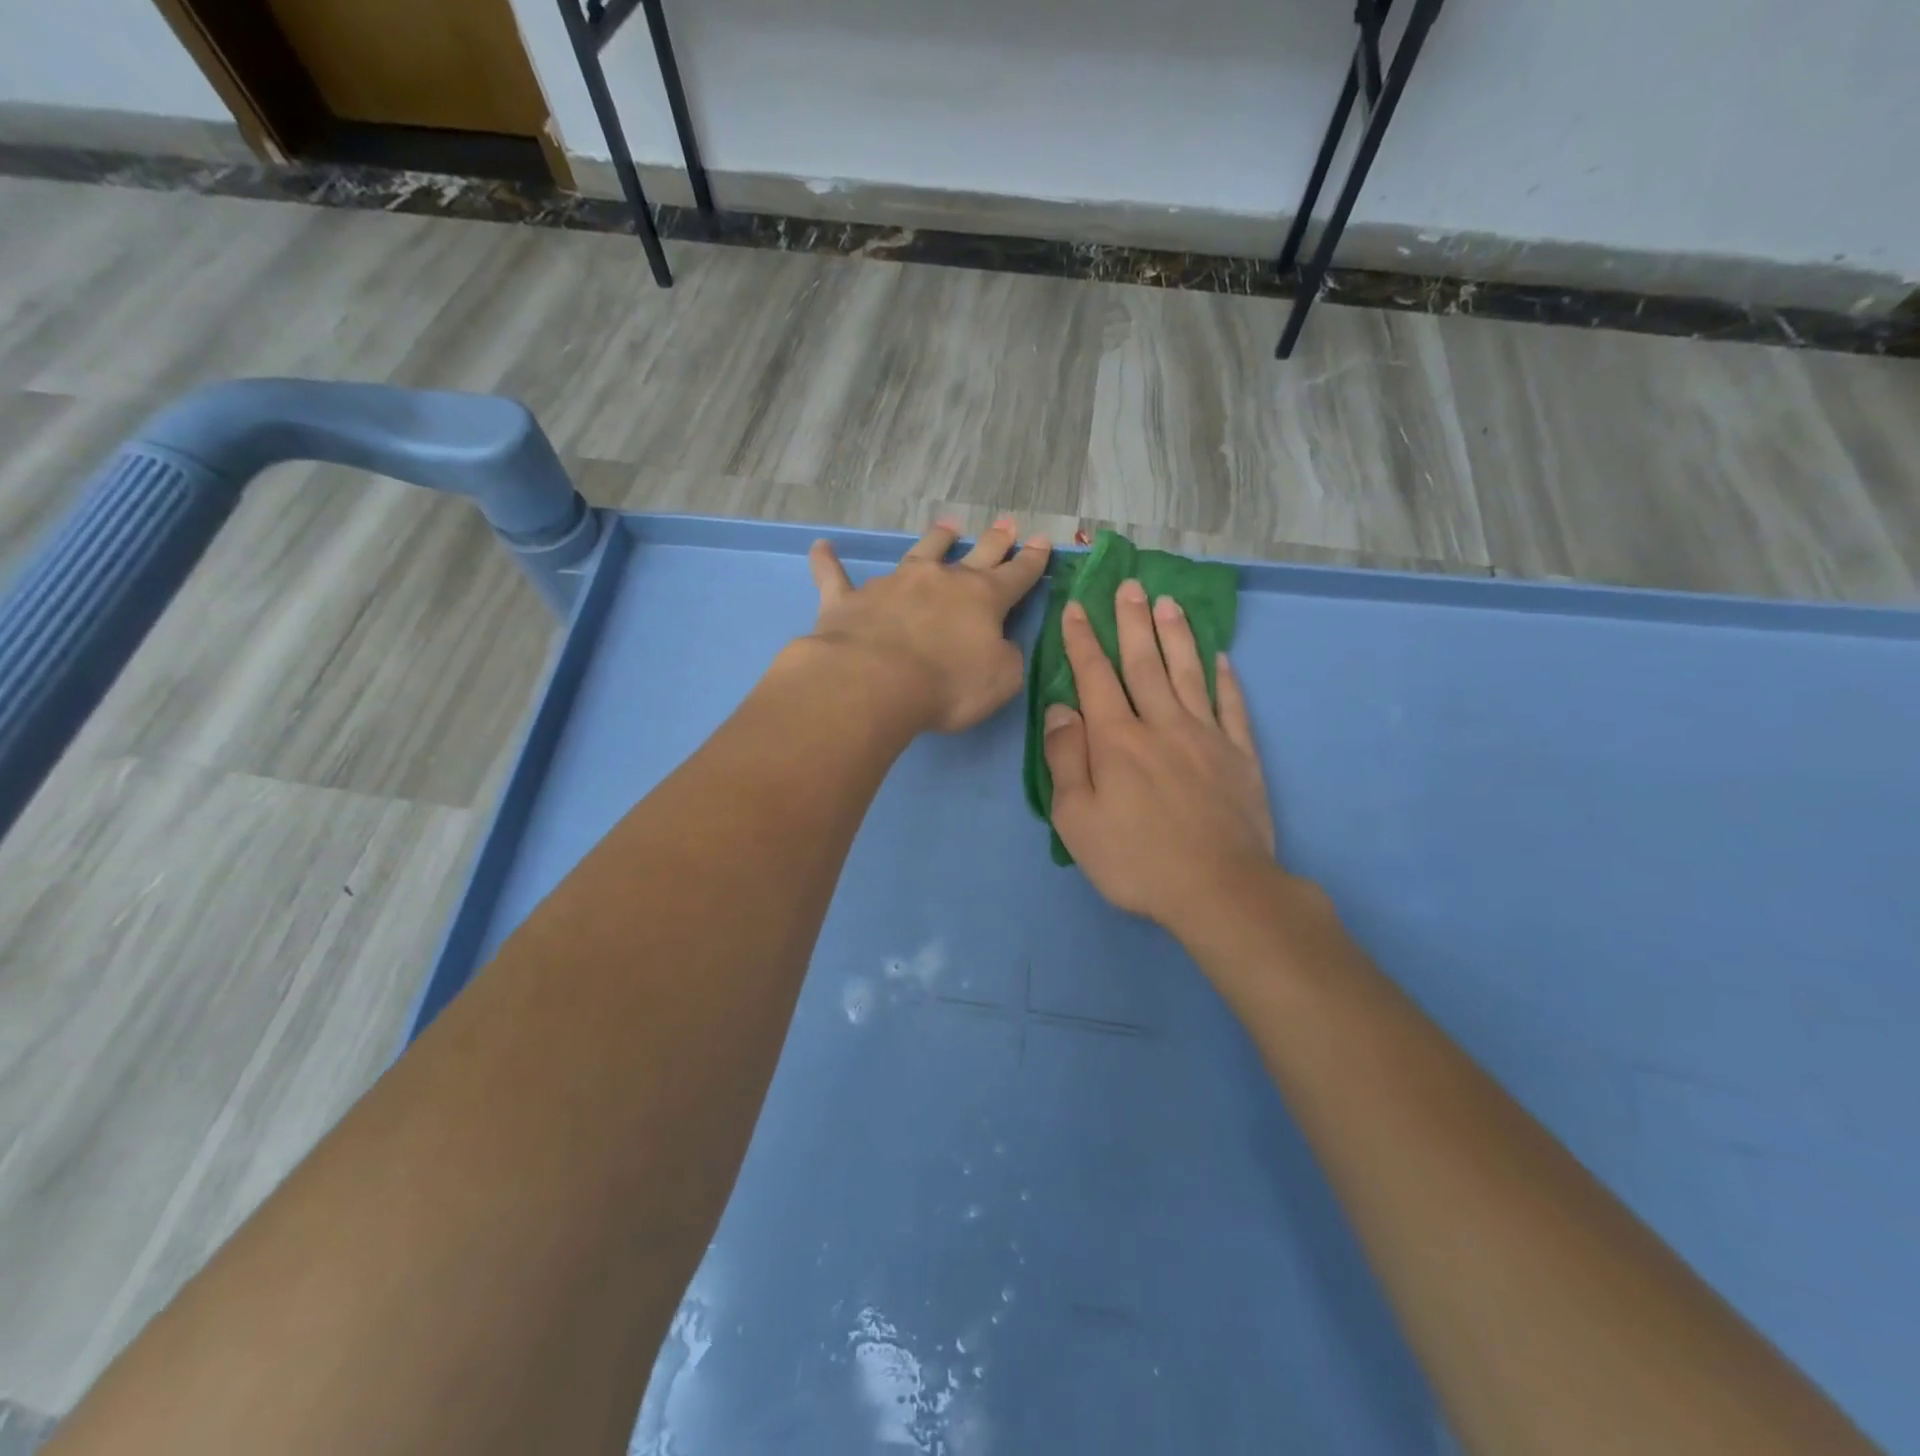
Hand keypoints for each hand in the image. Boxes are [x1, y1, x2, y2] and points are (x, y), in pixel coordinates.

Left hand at [807, 517, 1050, 733]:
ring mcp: (894, 584)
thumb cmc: (946, 685)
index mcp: (982, 599)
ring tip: (947, 525)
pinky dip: (828, 562)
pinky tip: (821, 548)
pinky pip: (835, 575)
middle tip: (1007, 523)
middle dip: (995, 540)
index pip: (1016, 575)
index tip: (1043, 542)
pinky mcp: (849, 599)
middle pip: (975, 554)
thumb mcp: (1001, 680)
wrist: (873, 681)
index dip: (1033, 561)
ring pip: (920, 552)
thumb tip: (1000, 645)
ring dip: (936, 539)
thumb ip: (1006, 658)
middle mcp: (940, 581)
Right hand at [1043, 579, 1278, 934]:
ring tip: (1168, 603)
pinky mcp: (1240, 756)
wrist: (1219, 890)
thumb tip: (1061, 710)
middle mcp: (1161, 724)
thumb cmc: (1136, 859)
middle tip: (1130, 585)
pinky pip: (1232, 707)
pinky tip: (1221, 658)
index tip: (1076, 607)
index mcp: (1117, 739)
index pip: (1095, 677)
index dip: (1082, 640)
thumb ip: (1066, 759)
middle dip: (1132, 622)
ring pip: (1188, 673)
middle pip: (1144, 662)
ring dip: (1176, 635)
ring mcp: (1206, 736)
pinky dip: (1225, 679)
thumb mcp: (1077, 818)